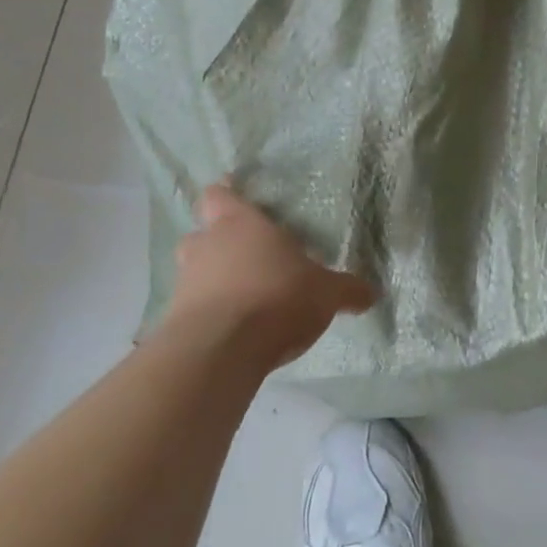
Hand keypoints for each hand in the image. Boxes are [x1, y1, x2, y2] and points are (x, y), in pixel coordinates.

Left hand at [167, 183, 374, 368]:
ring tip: (241, 294)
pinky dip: (207, 314)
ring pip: (194, 271)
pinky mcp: (174, 322)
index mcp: (240, 224)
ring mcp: (185, 284)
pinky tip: (233, 329)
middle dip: (219, 241)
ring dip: (212, 279)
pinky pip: (191, 309)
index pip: (220, 194)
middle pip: (202, 233)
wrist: (219, 352)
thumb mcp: (326, 293)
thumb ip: (347, 290)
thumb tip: (373, 293)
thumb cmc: (276, 298)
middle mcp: (207, 246)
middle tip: (247, 253)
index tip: (238, 197)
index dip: (227, 194)